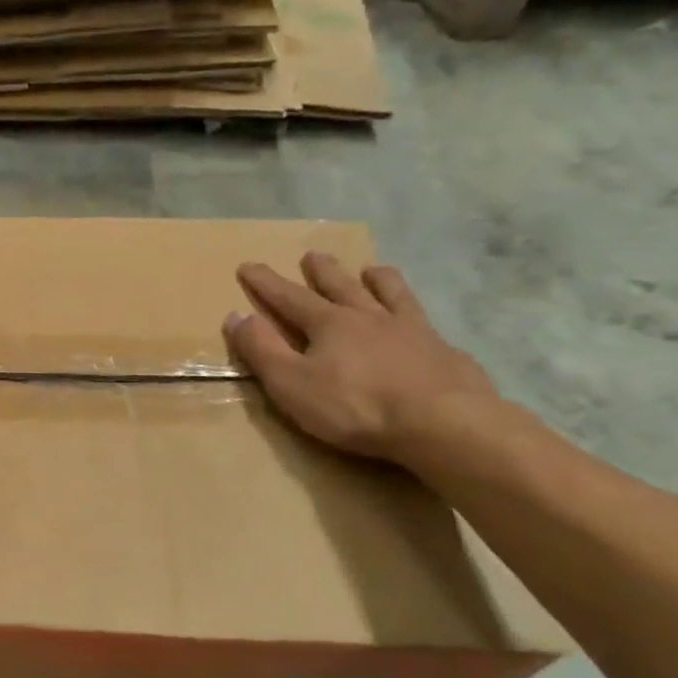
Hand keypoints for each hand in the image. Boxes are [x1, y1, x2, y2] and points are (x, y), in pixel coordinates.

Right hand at [223, 254, 499, 463]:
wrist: (441, 421)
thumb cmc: (354, 405)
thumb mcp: (291, 383)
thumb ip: (262, 350)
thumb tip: (235, 315)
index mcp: (329, 324)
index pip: (289, 297)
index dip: (266, 283)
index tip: (248, 266)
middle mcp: (369, 317)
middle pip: (341, 286)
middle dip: (323, 272)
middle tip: (313, 255)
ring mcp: (411, 330)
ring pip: (390, 294)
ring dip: (377, 280)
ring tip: (373, 268)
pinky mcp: (442, 351)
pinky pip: (424, 322)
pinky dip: (414, 312)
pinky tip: (420, 319)